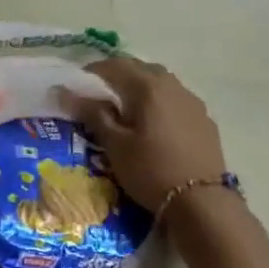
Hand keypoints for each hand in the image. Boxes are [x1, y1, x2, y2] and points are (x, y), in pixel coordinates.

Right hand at [68, 57, 226, 212]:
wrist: (201, 201)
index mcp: (147, 87)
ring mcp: (192, 102)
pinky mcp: (205, 120)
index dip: (92, 71)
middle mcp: (172, 86)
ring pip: (161, 82)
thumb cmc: (150, 170)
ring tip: (126, 107)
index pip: (115, 66)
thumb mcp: (115, 144)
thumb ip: (92, 113)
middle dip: (117, 75)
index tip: (76, 84)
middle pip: (140, 68)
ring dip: (141, 86)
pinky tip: (154, 123)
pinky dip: (159, 102)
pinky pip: (176, 99)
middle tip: (99, 93)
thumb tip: (64, 92)